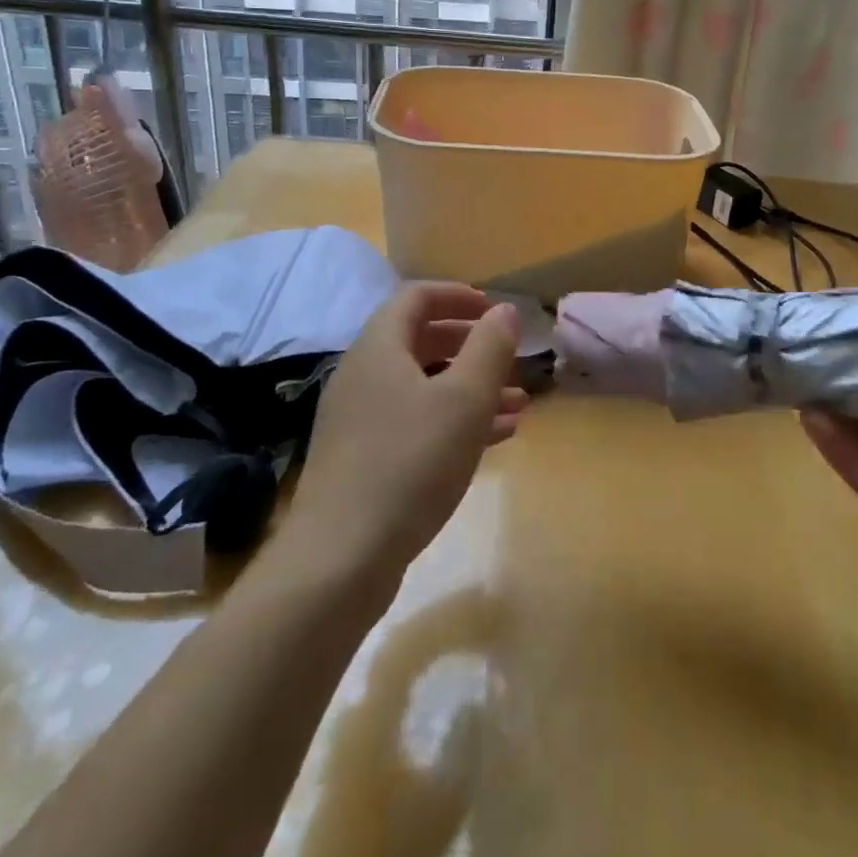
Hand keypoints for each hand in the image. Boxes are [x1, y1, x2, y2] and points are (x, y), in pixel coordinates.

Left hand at [285, 283, 527, 589]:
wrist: (339, 561)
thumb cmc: (409, 463)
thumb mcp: (464, 400)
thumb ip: (489, 348)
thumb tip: (504, 311)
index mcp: (380, 348)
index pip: (416, 297)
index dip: (458, 295)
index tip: (494, 309)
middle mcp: (363, 375)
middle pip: (420, 341)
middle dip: (470, 344)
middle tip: (508, 356)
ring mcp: (359, 420)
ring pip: (423, 387)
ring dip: (470, 388)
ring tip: (518, 404)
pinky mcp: (363, 460)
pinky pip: (416, 423)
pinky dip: (453, 421)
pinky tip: (494, 441)